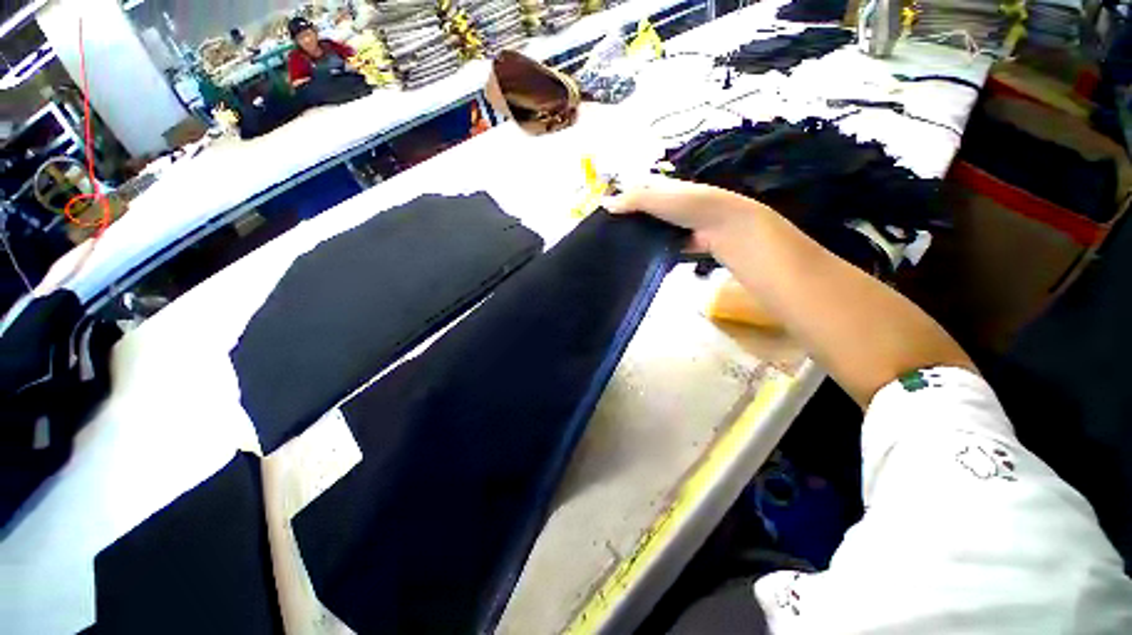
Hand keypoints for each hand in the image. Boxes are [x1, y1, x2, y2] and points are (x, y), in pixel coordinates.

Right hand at [603, 175, 769, 251]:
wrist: (721, 226)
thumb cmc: (688, 204)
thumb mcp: (655, 197)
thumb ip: (630, 200)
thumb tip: (603, 203)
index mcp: (660, 188)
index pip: (634, 192)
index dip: (620, 200)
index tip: (602, 215)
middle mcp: (664, 204)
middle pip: (639, 213)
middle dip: (625, 222)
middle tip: (605, 236)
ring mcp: (670, 224)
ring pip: (646, 230)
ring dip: (634, 237)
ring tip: (614, 249)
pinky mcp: (674, 242)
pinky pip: (655, 244)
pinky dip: (646, 249)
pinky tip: (631, 256)